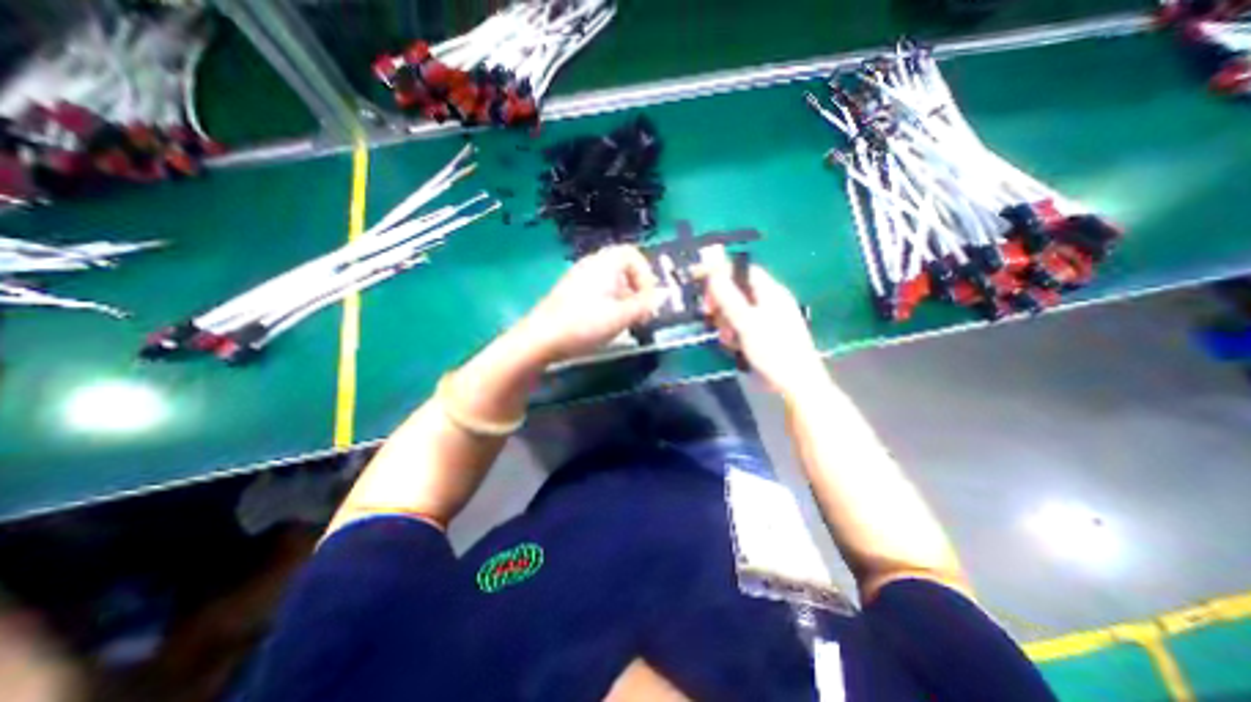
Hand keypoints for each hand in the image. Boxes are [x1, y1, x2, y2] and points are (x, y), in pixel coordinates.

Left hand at [516, 245, 658, 363]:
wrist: (540, 339)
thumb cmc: (583, 324)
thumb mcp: (620, 316)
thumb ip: (645, 305)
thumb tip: (663, 297)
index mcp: (604, 264)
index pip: (632, 254)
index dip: (646, 275)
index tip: (648, 299)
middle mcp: (591, 265)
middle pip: (622, 268)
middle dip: (637, 289)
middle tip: (640, 312)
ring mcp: (578, 279)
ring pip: (610, 282)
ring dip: (624, 299)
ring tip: (626, 321)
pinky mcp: (570, 294)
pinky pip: (597, 291)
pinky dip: (609, 303)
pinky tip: (606, 324)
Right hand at [700, 246, 828, 398]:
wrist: (794, 383)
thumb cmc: (773, 349)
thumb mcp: (746, 321)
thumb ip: (727, 295)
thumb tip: (712, 269)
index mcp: (770, 291)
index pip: (741, 270)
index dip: (719, 272)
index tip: (698, 280)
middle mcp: (767, 301)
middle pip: (735, 291)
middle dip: (720, 303)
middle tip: (710, 314)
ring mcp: (764, 319)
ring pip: (734, 311)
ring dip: (725, 322)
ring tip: (727, 338)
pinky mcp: (760, 335)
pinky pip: (739, 327)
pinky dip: (732, 334)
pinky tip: (733, 346)